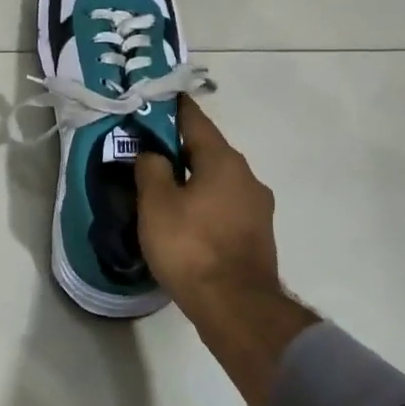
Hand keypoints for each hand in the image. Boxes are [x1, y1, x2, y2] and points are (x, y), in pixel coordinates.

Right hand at [135, 96, 316, 405]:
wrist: (236, 307)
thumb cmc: (191, 247)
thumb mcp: (156, 203)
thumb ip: (150, 169)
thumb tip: (152, 154)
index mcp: (223, 160)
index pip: (195, 120)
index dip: (173, 108)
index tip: (156, 99)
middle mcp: (247, 176)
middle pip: (207, 151)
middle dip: (179, 149)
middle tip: (147, 151)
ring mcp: (256, 207)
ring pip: (217, 181)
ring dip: (193, 179)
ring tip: (163, 189)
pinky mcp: (257, 235)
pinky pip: (224, 206)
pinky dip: (204, 204)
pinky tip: (185, 219)